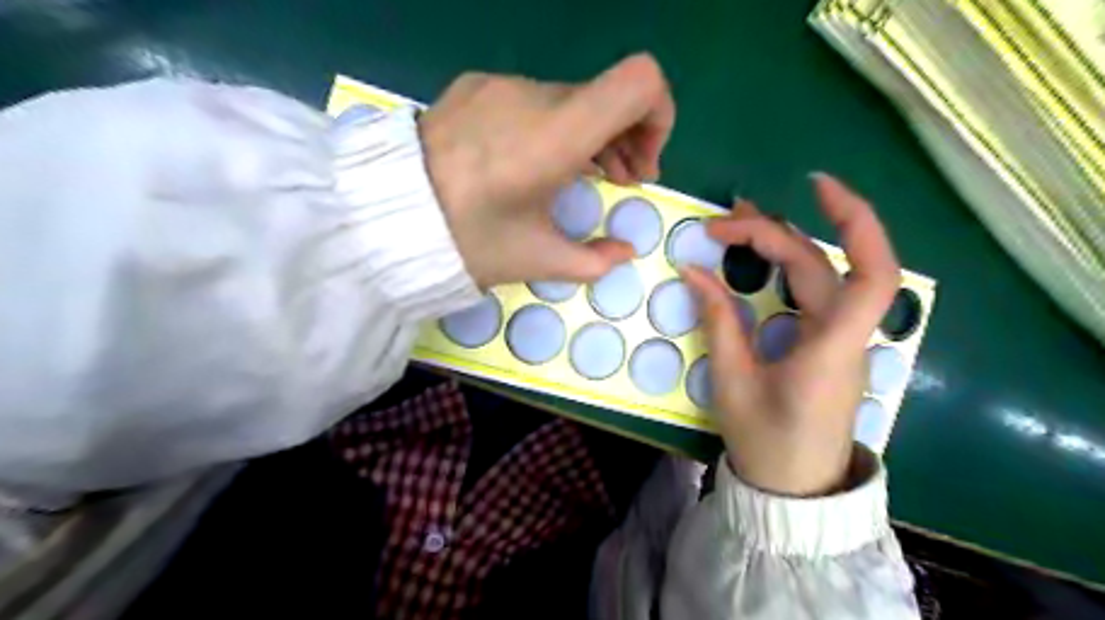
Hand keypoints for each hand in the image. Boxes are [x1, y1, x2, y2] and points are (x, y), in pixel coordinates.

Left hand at [418, 50, 673, 288]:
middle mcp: (533, 96)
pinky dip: (553, 125)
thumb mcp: (537, 260)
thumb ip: (595, 260)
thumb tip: (625, 253)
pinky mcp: (475, 86)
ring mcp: (500, 85)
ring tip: (583, 174)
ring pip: (572, 98)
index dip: (659, 116)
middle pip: (608, 95)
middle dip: (626, 138)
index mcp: (555, 136)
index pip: (639, 82)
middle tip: (620, 180)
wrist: (386, 217)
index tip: (643, 162)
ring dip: (590, 133)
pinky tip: (534, 160)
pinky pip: (534, 98)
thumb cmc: (468, 242)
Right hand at [684, 174, 905, 498]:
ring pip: (820, 275)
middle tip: (721, 224)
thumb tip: (692, 272)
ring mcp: (838, 339)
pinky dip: (784, 268)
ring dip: (781, 244)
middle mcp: (844, 336)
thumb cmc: (766, 442)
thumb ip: (719, 322)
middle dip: (774, 234)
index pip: (870, 274)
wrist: (795, 489)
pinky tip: (758, 260)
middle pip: (823, 265)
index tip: (815, 186)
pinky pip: (811, 294)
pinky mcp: (826, 345)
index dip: (855, 222)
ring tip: (737, 226)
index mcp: (830, 348)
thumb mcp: (733, 383)